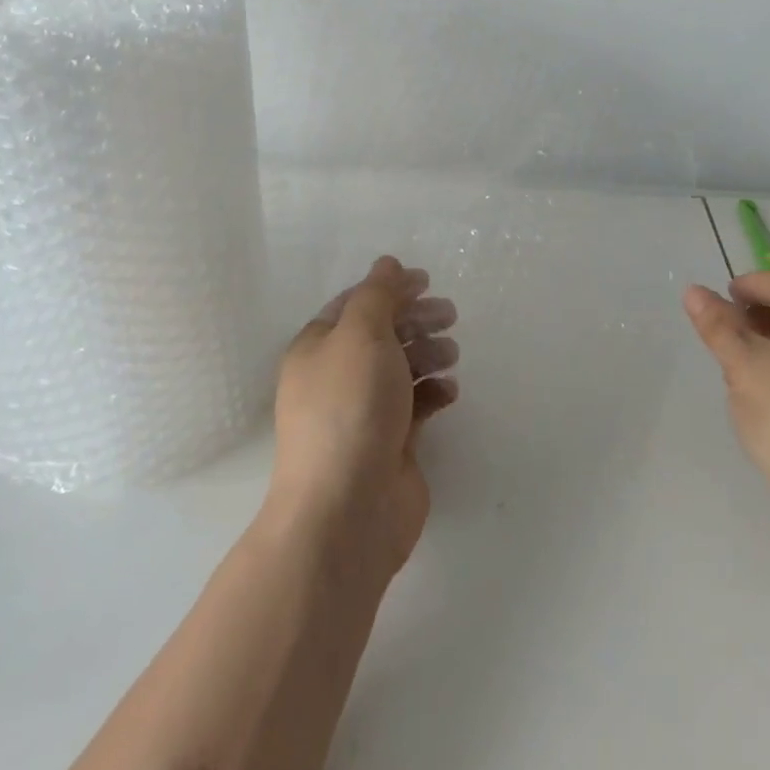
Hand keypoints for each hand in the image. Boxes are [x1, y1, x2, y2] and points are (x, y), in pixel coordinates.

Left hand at [266, 256, 458, 577]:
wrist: (348, 506)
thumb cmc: (350, 407)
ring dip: (428, 354)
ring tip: (451, 355)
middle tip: (450, 315)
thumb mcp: (361, 334)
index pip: (355, 304)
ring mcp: (363, 413)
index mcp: (318, 347)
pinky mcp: (390, 443)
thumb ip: (377, 294)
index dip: (390, 289)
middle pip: (381, 335)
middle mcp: (337, 377)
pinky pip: (415, 406)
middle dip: (416, 320)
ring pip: (401, 369)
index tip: (428, 282)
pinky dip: (434, 393)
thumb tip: (387, 263)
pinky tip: (449, 392)